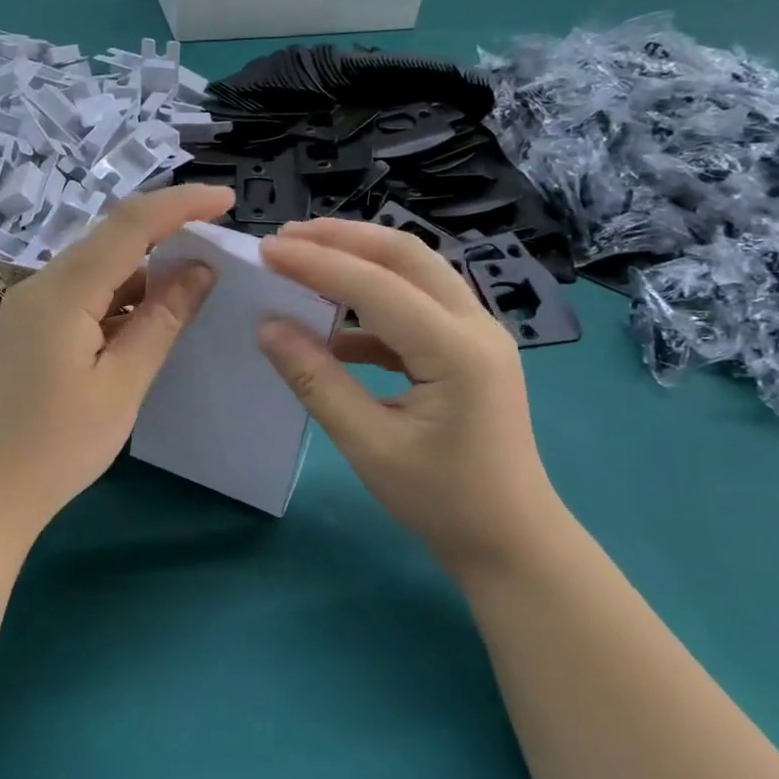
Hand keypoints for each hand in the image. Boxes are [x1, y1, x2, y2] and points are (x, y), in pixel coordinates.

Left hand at [0, 184, 235, 540]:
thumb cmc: (54, 448)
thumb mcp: (121, 385)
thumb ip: (161, 321)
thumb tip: (200, 269)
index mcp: (63, 291)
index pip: (130, 224)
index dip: (181, 204)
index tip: (228, 199)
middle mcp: (41, 285)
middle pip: (111, 240)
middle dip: (167, 232)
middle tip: (219, 243)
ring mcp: (28, 306)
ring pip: (96, 269)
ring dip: (144, 270)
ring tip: (195, 281)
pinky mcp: (27, 329)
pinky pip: (81, 296)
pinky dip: (119, 298)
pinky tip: (147, 318)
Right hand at [257, 218, 568, 569]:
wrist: (512, 541)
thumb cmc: (442, 501)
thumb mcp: (369, 445)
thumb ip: (316, 381)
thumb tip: (268, 326)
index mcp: (457, 350)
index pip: (377, 286)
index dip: (318, 263)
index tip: (266, 249)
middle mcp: (475, 326)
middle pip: (407, 255)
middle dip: (343, 238)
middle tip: (285, 237)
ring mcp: (477, 334)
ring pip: (415, 272)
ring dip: (359, 260)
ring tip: (303, 262)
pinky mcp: (467, 348)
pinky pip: (416, 306)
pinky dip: (371, 303)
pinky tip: (333, 327)